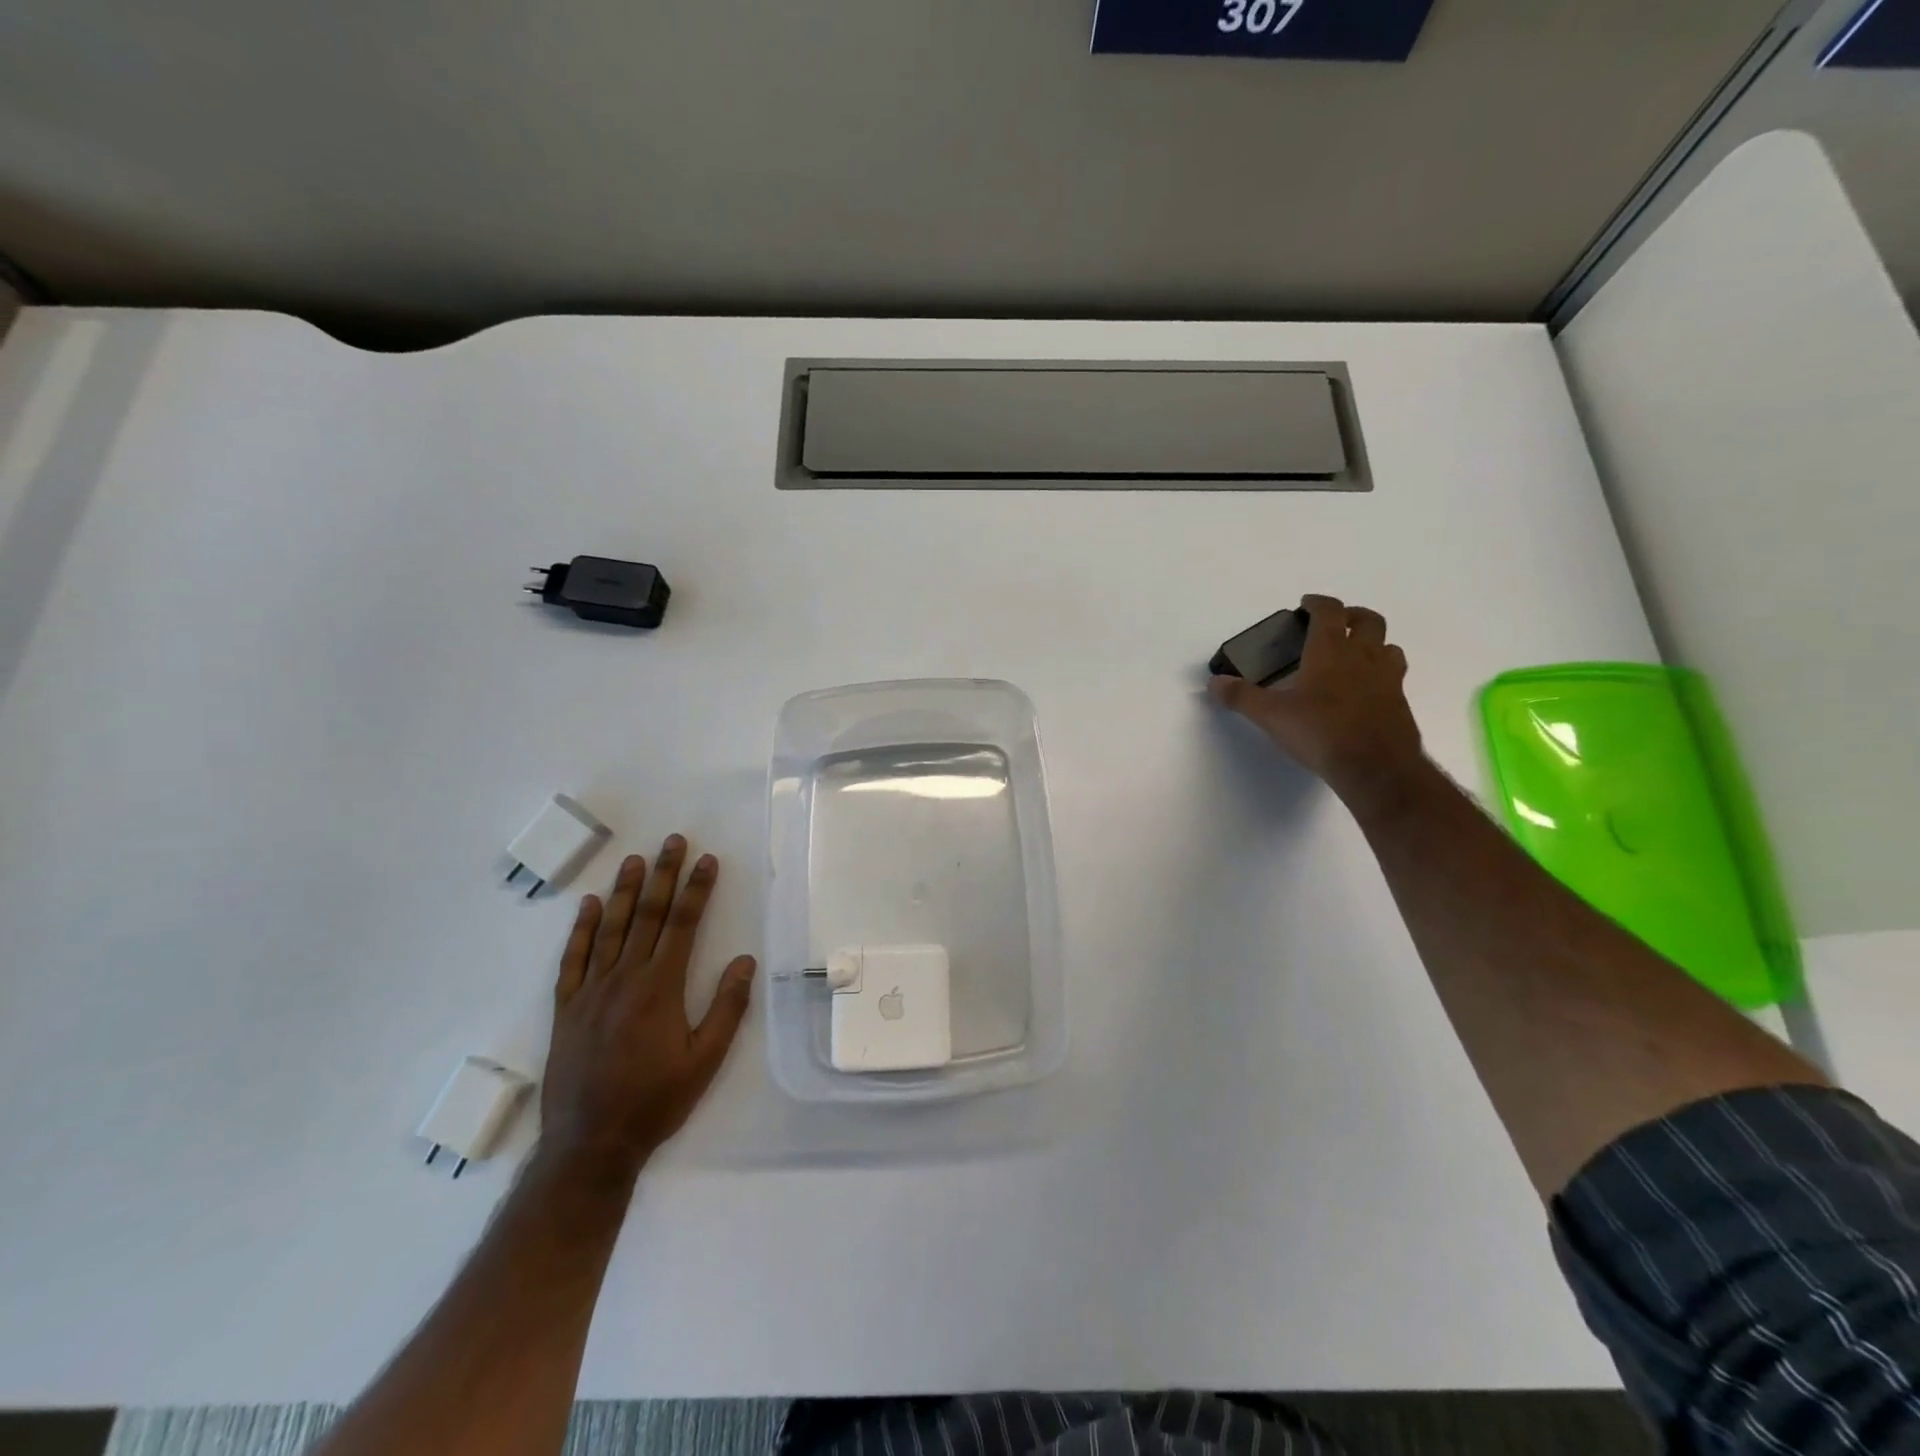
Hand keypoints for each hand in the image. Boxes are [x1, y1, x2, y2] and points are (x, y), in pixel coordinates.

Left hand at [539, 837, 755, 1174]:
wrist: (590, 1144)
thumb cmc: (655, 1101)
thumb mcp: (705, 1060)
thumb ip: (727, 1007)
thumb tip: (744, 960)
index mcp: (660, 988)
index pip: (682, 925)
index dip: (696, 889)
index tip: (707, 860)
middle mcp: (624, 979)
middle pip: (646, 916)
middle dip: (663, 875)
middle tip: (672, 841)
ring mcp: (590, 991)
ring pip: (610, 929)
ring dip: (624, 891)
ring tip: (635, 859)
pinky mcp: (566, 1008)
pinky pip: (573, 959)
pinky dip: (581, 930)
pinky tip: (588, 906)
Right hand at [1209, 594, 1423, 810]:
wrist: (1375, 767)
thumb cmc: (1320, 731)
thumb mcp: (1271, 715)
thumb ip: (1241, 696)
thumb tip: (1214, 683)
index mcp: (1330, 651)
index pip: (1329, 611)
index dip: (1318, 602)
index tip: (1306, 604)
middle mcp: (1363, 657)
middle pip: (1368, 620)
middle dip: (1351, 615)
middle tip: (1335, 623)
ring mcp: (1387, 679)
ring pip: (1388, 646)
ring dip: (1372, 643)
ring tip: (1355, 655)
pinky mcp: (1400, 703)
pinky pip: (1394, 676)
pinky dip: (1380, 673)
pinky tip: (1365, 690)